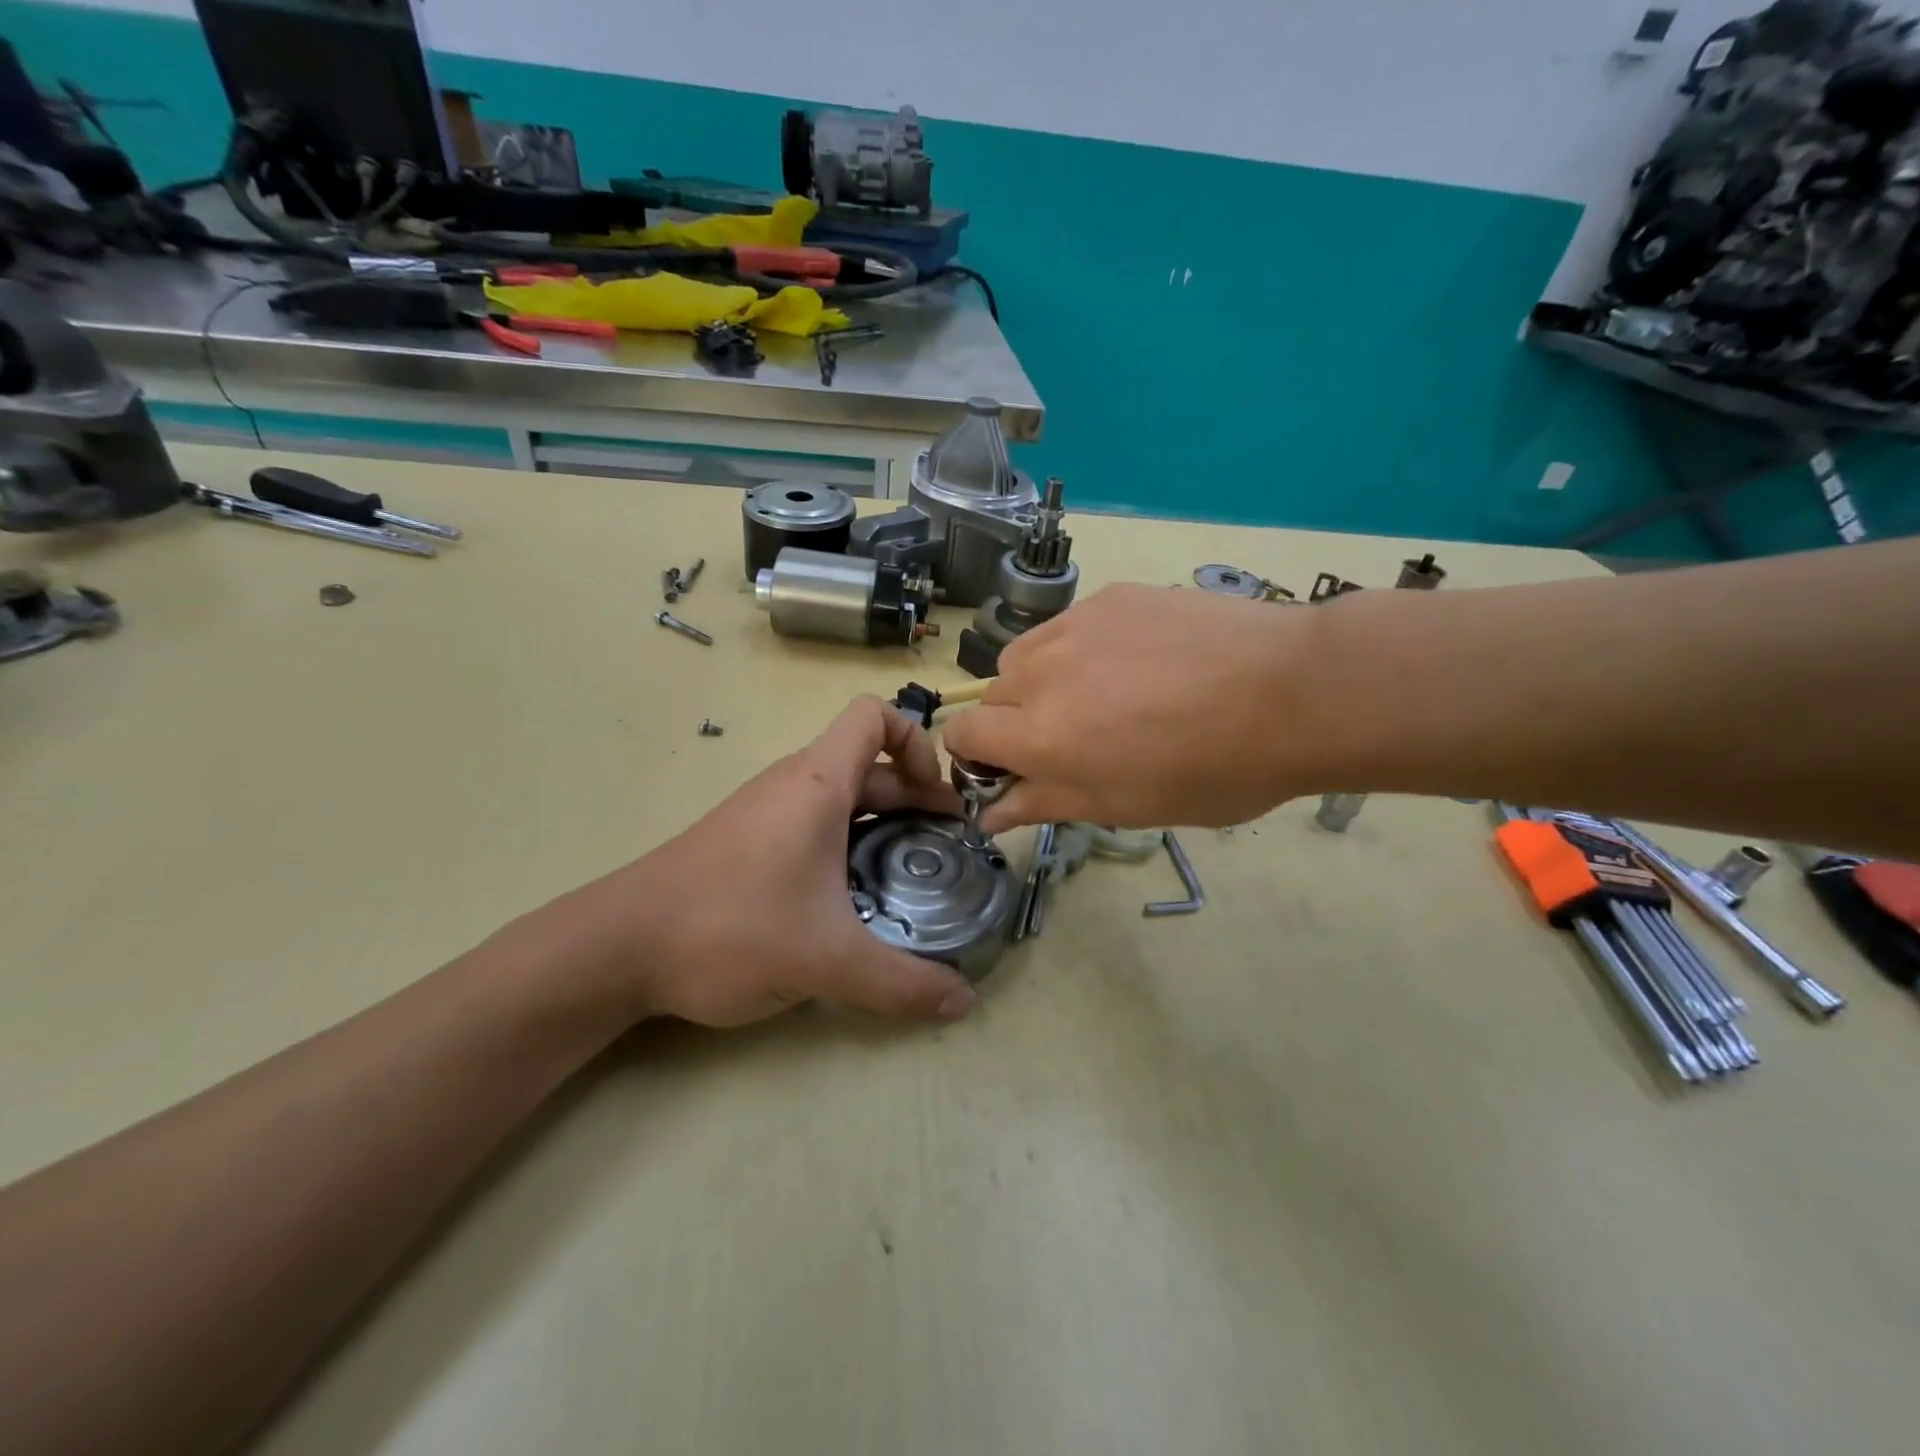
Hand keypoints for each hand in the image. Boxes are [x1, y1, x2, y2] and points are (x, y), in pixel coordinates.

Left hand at [562, 696, 977, 1027]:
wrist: (617, 947)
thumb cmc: (729, 928)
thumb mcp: (827, 959)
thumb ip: (901, 983)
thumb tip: (964, 1002)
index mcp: (818, 783)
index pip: (876, 716)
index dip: (918, 743)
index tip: (939, 800)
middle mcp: (793, 784)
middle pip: (870, 763)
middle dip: (915, 797)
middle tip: (944, 848)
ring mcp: (765, 812)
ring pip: (841, 797)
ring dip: (882, 824)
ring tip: (908, 875)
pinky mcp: (747, 842)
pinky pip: (813, 824)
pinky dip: (847, 844)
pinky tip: (851, 899)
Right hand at [942, 583, 1332, 832]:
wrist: (1295, 690)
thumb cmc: (1213, 769)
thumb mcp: (1124, 805)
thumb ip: (1044, 803)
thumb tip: (988, 814)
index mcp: (1040, 734)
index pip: (963, 735)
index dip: (976, 757)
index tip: (1011, 771)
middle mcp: (1042, 671)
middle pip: (992, 695)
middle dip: (1014, 723)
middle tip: (1072, 740)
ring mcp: (1076, 624)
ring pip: (1025, 655)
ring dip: (1040, 682)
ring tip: (1100, 696)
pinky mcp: (1111, 596)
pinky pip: (1068, 626)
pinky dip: (1079, 650)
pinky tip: (1135, 662)